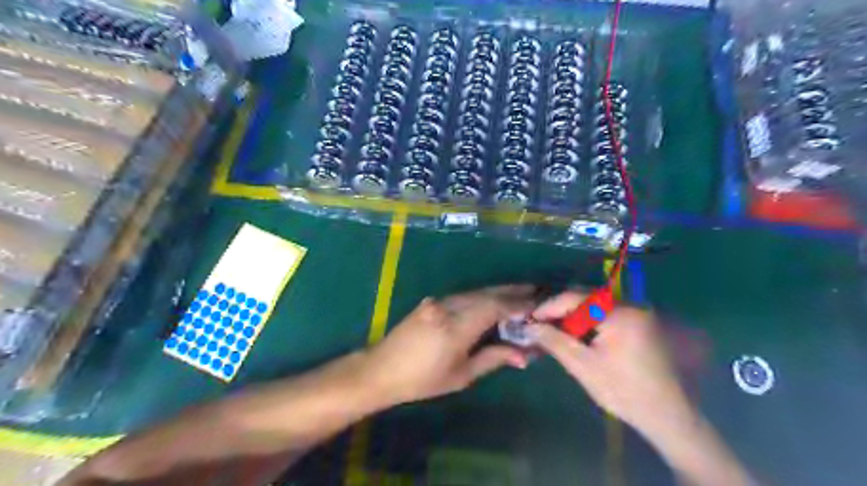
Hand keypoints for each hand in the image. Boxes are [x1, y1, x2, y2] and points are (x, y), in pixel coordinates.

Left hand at [359, 284, 535, 406]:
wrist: (381, 369)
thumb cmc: (422, 380)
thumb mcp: (460, 376)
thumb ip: (492, 359)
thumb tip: (524, 355)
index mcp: (456, 327)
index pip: (494, 307)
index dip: (517, 304)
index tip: (538, 305)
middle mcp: (448, 307)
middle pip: (486, 294)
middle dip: (512, 291)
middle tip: (535, 291)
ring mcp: (438, 301)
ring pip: (475, 292)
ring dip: (498, 291)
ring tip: (520, 293)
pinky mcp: (432, 301)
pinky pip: (463, 295)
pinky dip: (482, 296)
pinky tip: (492, 299)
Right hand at [528, 290, 694, 438]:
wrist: (669, 416)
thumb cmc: (624, 392)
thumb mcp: (583, 366)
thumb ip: (554, 341)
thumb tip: (529, 326)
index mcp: (620, 313)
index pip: (575, 298)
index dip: (549, 307)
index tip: (529, 319)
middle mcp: (632, 304)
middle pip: (586, 298)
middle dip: (561, 310)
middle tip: (541, 325)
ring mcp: (640, 312)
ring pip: (596, 305)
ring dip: (575, 316)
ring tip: (556, 330)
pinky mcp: (642, 322)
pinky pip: (608, 313)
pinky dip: (590, 321)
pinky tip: (579, 335)